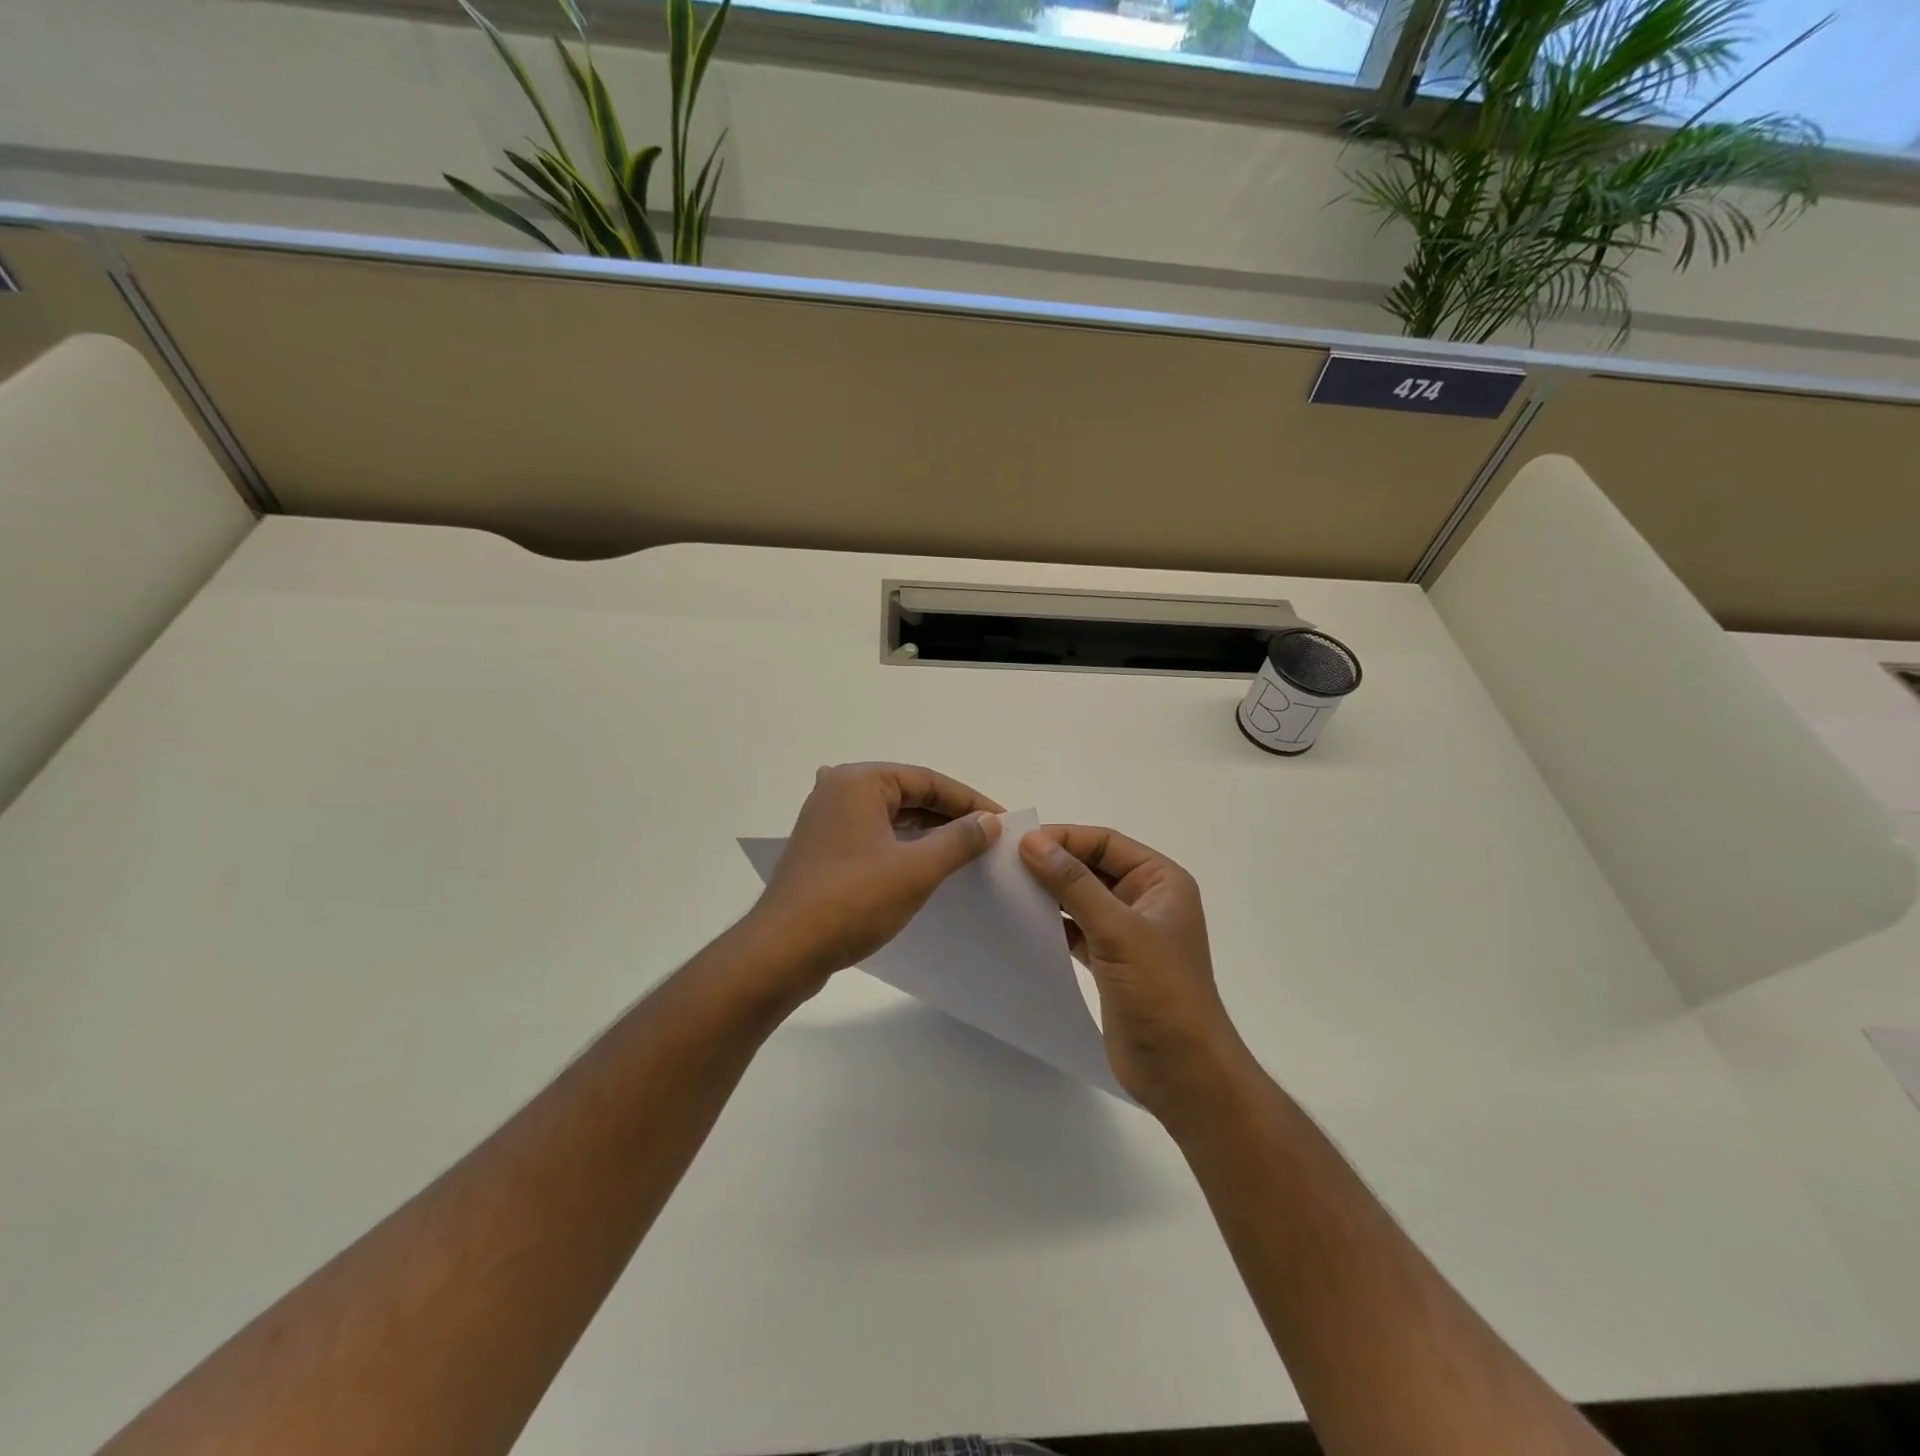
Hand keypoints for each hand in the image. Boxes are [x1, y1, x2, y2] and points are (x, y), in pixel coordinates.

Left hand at [747, 763, 1003, 995]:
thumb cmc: (852, 901)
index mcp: (859, 781)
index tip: (1002, 822)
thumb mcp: (916, 869)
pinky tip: (924, 867)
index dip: (969, 801)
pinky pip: (874, 838)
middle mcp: (839, 790)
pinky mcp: (822, 850)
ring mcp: (826, 821)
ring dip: (927, 834)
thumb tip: (989, 821)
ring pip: (891, 818)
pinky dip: (902, 848)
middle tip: (988, 839)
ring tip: (965, 854)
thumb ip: (959, 840)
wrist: (782, 952)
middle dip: (949, 816)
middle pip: (908, 795)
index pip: (928, 780)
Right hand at [1020, 826, 1250, 1123]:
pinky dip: (1052, 924)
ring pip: (1081, 898)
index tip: (1017, 844)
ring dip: (1049, 893)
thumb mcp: (1117, 930)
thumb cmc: (1160, 991)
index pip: (1105, 843)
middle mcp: (1146, 899)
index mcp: (1160, 880)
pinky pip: (1076, 929)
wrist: (1183, 1072)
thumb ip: (1073, 884)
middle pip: (1092, 867)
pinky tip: (1022, 923)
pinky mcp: (1111, 961)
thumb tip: (1030, 842)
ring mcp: (1128, 931)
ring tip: (1006, 890)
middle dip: (1052, 864)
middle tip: (1003, 865)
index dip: (1063, 839)